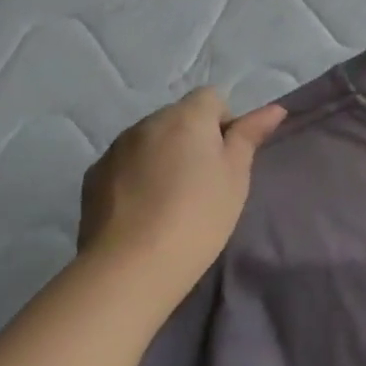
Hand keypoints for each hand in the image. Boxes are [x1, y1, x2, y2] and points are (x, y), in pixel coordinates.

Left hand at [78, 87, 286, 302]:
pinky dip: (136, 176)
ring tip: (169, 199)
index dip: (224, 123)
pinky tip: (142, 211)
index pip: (212, 97)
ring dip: (163, 156)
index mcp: (187, 117)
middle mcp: (147, 123)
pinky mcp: (92, 177)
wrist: (130, 268)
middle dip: (192, 139)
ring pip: (150, 140)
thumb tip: (274, 109)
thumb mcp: (236, 176)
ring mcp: (115, 149)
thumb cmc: (198, 216)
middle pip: (179, 117)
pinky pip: (125, 164)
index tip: (226, 159)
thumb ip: (250, 135)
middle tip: (203, 181)